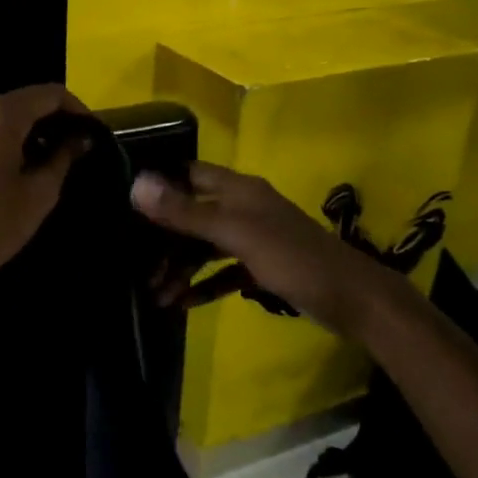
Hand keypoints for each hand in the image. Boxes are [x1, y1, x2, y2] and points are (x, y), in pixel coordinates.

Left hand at [0, 84, 92, 288]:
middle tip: (77, 149)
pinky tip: (25, 164)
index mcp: (0, 115)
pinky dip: (12, 137)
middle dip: (55, 119)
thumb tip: (81, 138)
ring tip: (55, 159)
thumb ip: (63, 158)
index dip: (77, 109)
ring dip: (33, 129)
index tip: (93, 133)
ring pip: (7, 114)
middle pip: (26, 100)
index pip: (49, 93)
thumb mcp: (38, 193)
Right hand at [131, 162, 360, 328]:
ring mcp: (253, 238)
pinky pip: (223, 271)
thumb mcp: (235, 234)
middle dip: (165, 239)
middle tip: (136, 266)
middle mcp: (243, 208)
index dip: (159, 183)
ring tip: (155, 294)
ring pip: (205, 246)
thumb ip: (186, 212)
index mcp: (238, 190)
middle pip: (193, 215)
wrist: (352, 300)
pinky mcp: (262, 266)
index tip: (125, 203)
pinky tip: (183, 303)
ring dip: (180, 267)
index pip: (189, 174)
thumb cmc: (292, 258)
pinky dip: (204, 284)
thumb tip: (136, 184)